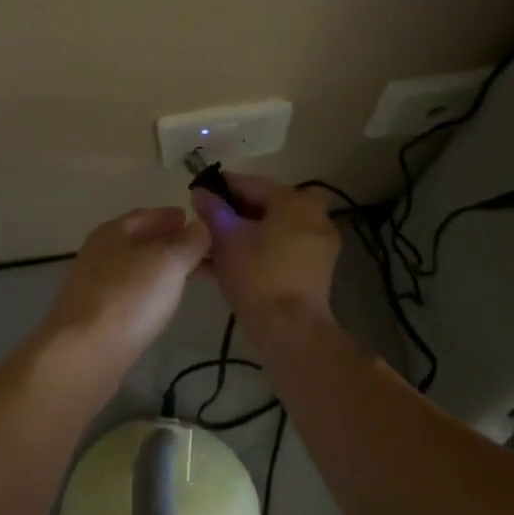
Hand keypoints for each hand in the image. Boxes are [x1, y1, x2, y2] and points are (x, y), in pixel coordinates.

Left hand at [39, 207, 210, 366]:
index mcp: (114, 231)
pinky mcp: (95, 316)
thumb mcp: (168, 263)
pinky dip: (150, 291)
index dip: (174, 217)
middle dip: (172, 244)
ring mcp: (94, 285)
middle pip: (141, 241)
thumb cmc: (128, 299)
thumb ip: (189, 241)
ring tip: (190, 278)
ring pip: (137, 268)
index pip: (148, 215)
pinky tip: (162, 303)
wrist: (83, 355)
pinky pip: (130, 293)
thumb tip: (202, 224)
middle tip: (205, 254)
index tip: (202, 224)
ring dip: (162, 269)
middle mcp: (100, 253)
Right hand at [189, 173, 340, 332]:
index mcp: (294, 200)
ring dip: (242, 235)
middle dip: (231, 215)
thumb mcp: (226, 238)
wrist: (290, 330)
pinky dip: (257, 251)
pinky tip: (227, 264)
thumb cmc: (257, 275)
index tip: (196, 194)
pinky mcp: (315, 268)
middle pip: (262, 206)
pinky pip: (280, 248)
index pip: (249, 183)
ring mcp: (317, 243)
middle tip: (203, 225)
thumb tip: (200, 192)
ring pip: (270, 229)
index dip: (219, 188)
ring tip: (209, 248)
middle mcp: (313, 215)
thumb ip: (213, 210)